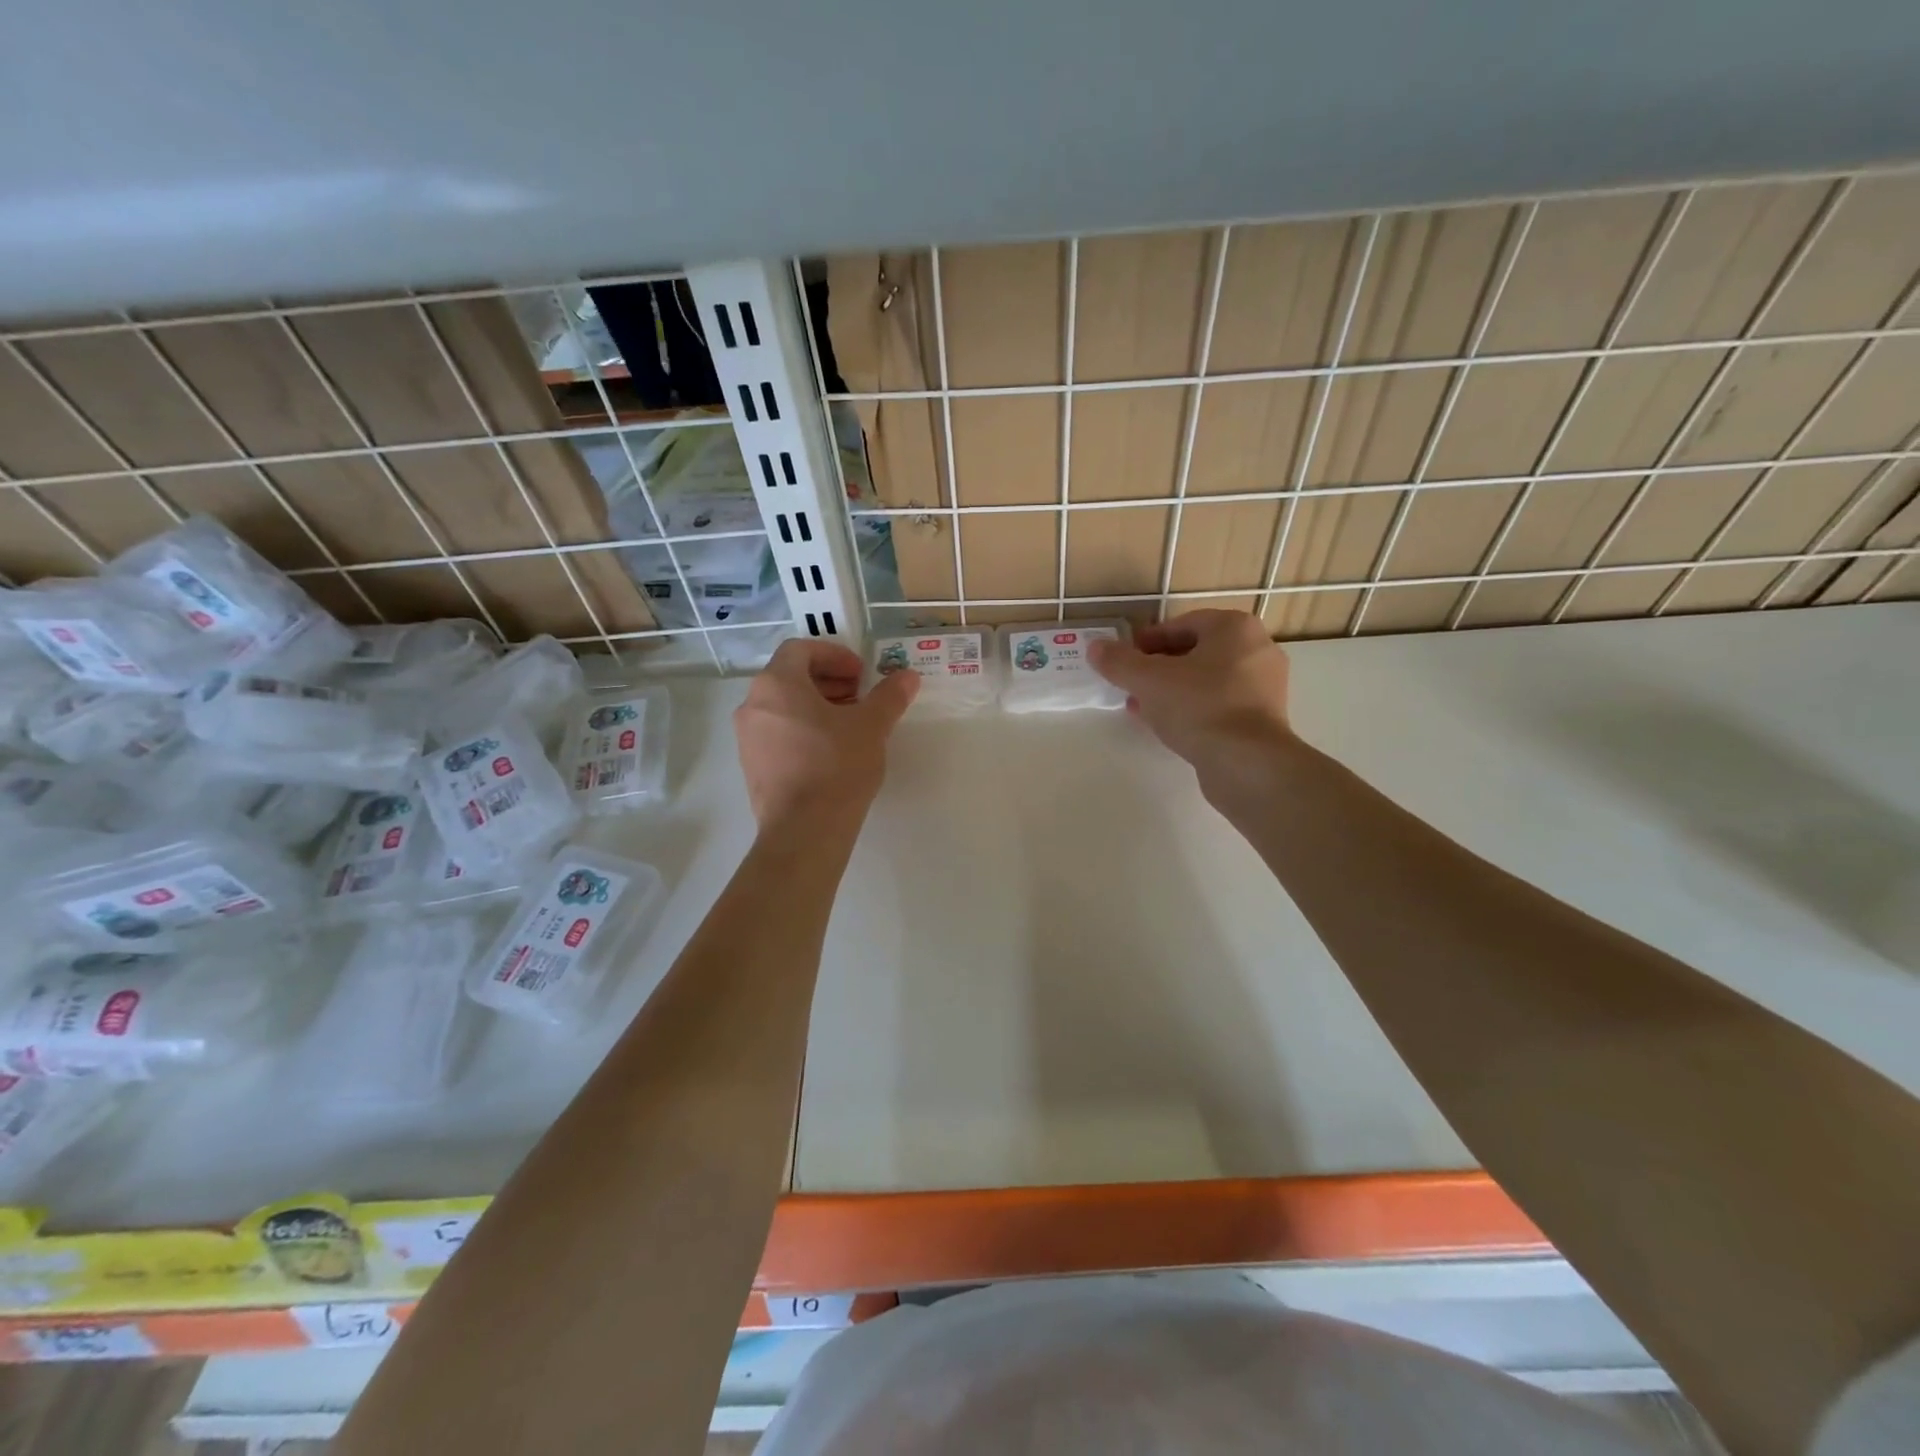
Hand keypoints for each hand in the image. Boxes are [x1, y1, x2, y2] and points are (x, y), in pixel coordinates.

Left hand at [733, 639, 918, 828]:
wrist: (804, 830)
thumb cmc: (836, 766)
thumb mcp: (871, 726)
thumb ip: (889, 696)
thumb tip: (907, 677)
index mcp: (776, 684)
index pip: (801, 650)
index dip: (834, 655)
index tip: (861, 674)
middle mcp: (753, 705)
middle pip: (790, 677)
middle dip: (828, 681)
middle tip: (860, 696)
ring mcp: (748, 738)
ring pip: (783, 707)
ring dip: (817, 706)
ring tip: (850, 724)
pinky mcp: (752, 767)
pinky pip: (778, 733)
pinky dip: (803, 730)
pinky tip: (831, 751)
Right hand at [1089, 609, 1292, 779]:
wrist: (1247, 763)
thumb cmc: (1199, 706)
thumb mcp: (1148, 681)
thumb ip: (1119, 662)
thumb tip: (1095, 648)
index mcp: (1235, 628)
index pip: (1181, 624)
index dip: (1147, 641)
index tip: (1123, 659)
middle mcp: (1256, 650)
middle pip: (1195, 652)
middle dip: (1158, 668)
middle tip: (1130, 684)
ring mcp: (1264, 686)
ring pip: (1206, 681)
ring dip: (1171, 690)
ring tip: (1140, 707)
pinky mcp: (1262, 719)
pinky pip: (1219, 705)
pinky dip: (1192, 709)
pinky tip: (1166, 726)